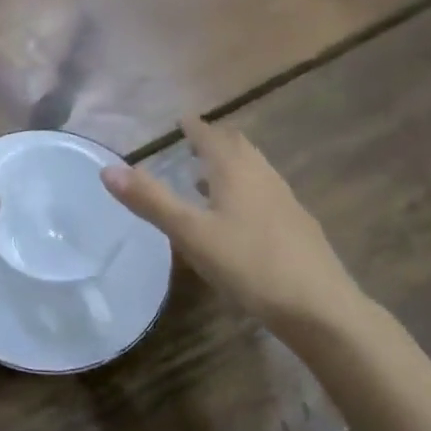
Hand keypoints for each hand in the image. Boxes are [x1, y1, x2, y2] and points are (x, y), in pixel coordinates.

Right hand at [100, 116, 370, 338]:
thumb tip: (107, 168)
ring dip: (230, 166)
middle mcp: (263, 176)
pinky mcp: (298, 228)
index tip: (182, 120)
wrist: (322, 310)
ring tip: (207, 178)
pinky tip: (238, 218)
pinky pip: (265, 193)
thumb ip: (151, 200)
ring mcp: (285, 202)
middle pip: (238, 147)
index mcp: (235, 170)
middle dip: (215, 141)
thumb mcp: (191, 233)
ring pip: (254, 170)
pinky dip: (245, 190)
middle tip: (193, 141)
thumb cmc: (250, 264)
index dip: (195, 127)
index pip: (211, 136)